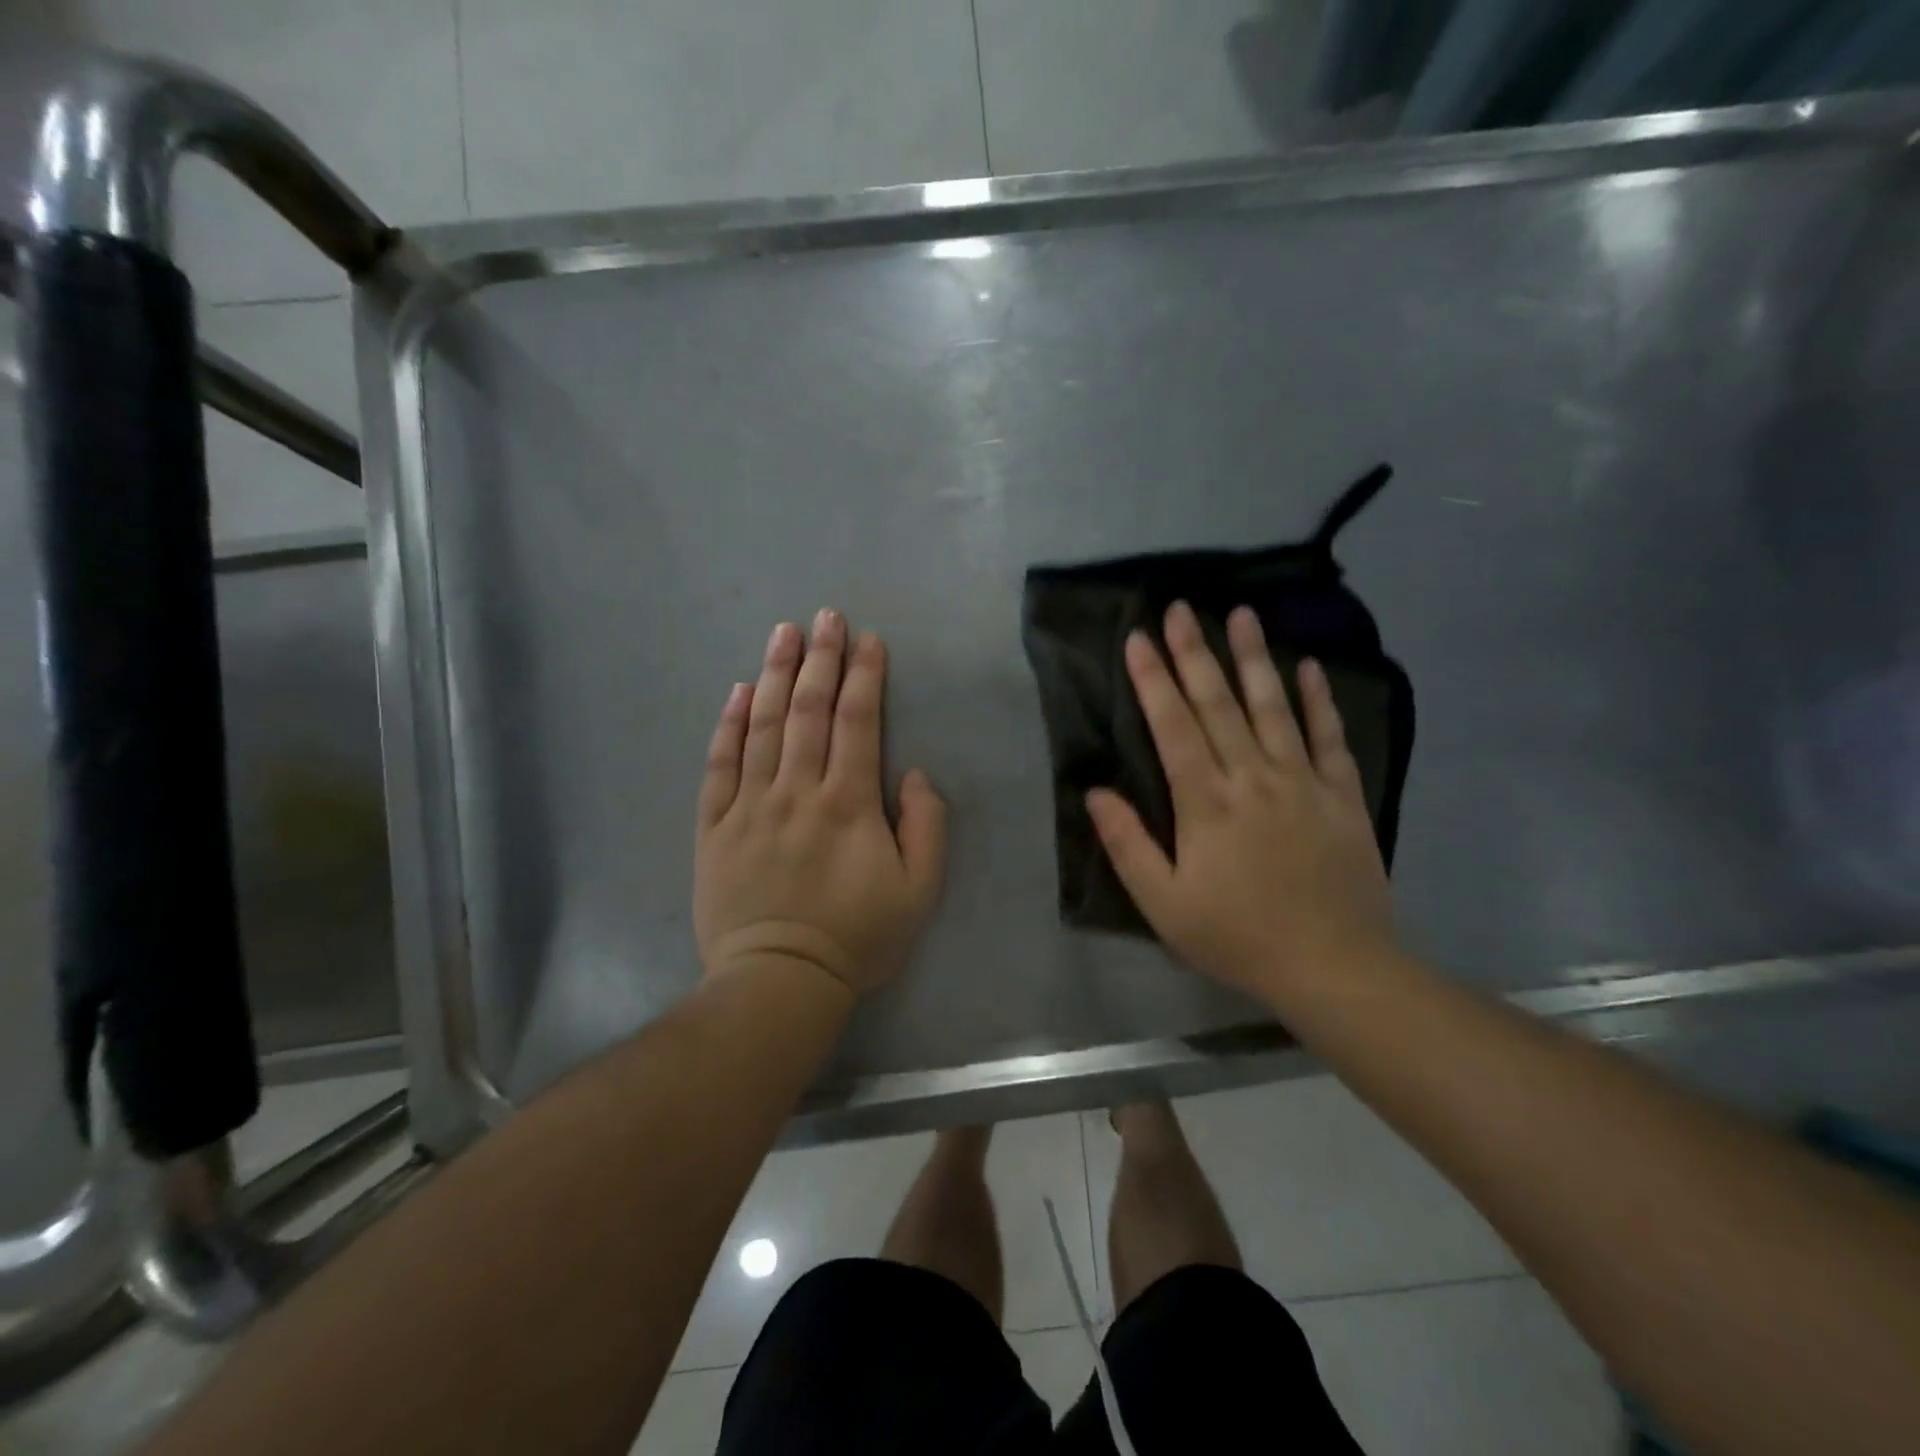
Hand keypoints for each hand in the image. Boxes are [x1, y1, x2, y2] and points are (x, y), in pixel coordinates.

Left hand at [695, 609, 946, 997]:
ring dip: (775, 674)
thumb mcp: (919, 891)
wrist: (779, 981)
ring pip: (763, 725)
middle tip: (825, 617)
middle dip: (820, 658)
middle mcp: (797, 790)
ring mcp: (750, 804)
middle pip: (808, 710)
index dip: (864, 676)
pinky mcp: (715, 825)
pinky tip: (738, 691)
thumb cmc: (857, 938)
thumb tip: (913, 773)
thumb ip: (926, 827)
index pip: (857, 722)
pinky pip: (720, 764)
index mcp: (848, 803)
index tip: (868, 640)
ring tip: (783, 633)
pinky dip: (729, 724)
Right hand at [1085, 601, 1397, 1004]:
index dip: (1152, 680)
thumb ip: (1127, 845)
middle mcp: (1253, 777)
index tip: (1137, 638)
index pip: (1173, 727)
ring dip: (1254, 657)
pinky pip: (1329, 736)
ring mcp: (1303, 781)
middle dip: (1194, 652)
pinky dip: (1317, 699)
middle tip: (1179, 608)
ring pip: (1273, 706)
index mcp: (1206, 803)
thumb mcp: (1164, 904)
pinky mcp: (1341, 794)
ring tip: (1240, 614)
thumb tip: (1096, 791)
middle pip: (1219, 704)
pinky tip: (1308, 666)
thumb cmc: (1238, 936)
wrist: (1334, 966)